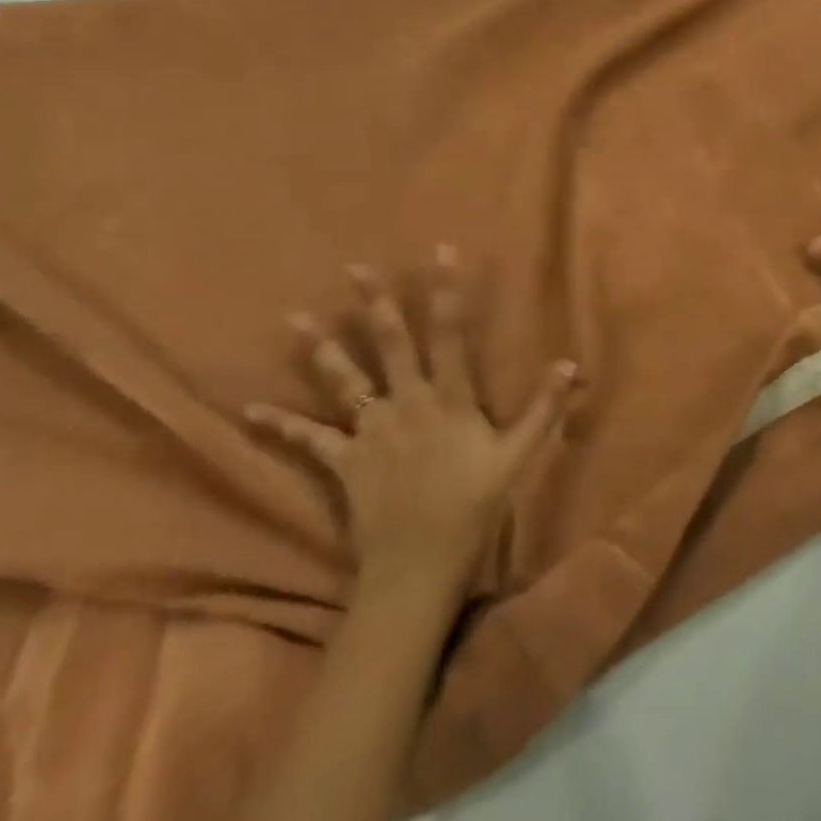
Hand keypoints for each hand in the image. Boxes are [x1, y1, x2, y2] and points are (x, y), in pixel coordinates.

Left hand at [245, 249, 575, 598]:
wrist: (417, 568)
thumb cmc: (472, 507)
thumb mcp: (518, 457)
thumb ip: (544, 409)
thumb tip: (570, 364)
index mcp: (449, 398)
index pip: (450, 333)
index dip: (446, 291)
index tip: (441, 252)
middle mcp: (407, 403)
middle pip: (390, 344)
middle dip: (374, 304)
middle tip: (354, 269)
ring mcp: (371, 431)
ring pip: (344, 381)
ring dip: (320, 349)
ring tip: (294, 320)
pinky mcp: (344, 461)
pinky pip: (309, 440)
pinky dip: (281, 425)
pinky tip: (250, 412)